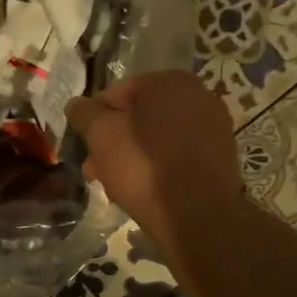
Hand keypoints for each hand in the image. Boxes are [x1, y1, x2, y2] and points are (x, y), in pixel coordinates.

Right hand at [67, 71, 243, 251]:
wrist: (196, 215)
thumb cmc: (143, 166)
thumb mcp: (101, 135)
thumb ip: (84, 114)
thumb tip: (76, 105)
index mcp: (171, 81)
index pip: (119, 92)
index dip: (95, 117)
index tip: (84, 143)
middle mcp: (199, 97)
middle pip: (140, 117)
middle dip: (114, 142)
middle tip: (94, 169)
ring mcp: (214, 129)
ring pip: (158, 139)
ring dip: (132, 157)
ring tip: (114, 185)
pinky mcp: (220, 159)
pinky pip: (178, 157)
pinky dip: (158, 168)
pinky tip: (143, 191)